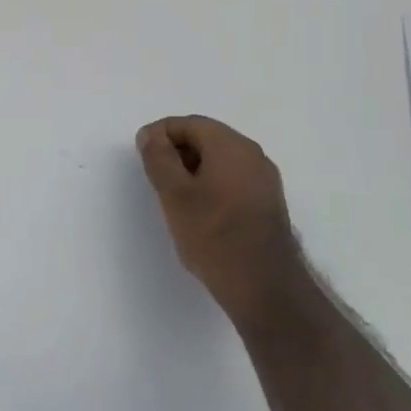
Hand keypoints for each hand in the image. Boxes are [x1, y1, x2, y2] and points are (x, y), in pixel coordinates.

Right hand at [136, 115, 304, 331]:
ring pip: (220, 160)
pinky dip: (211, 185)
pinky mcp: (267, 202)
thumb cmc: (214, 235)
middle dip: (176, 152)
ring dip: (193, 170)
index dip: (159, 135)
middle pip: (206, 138)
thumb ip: (158, 158)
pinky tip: (200, 212)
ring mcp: (264, 179)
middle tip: (156, 180)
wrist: (264, 286)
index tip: (142, 158)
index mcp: (231, 145)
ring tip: (174, 199)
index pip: (188, 124)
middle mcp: (253, 154)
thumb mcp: (174, 194)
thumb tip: (150, 134)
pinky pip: (233, 179)